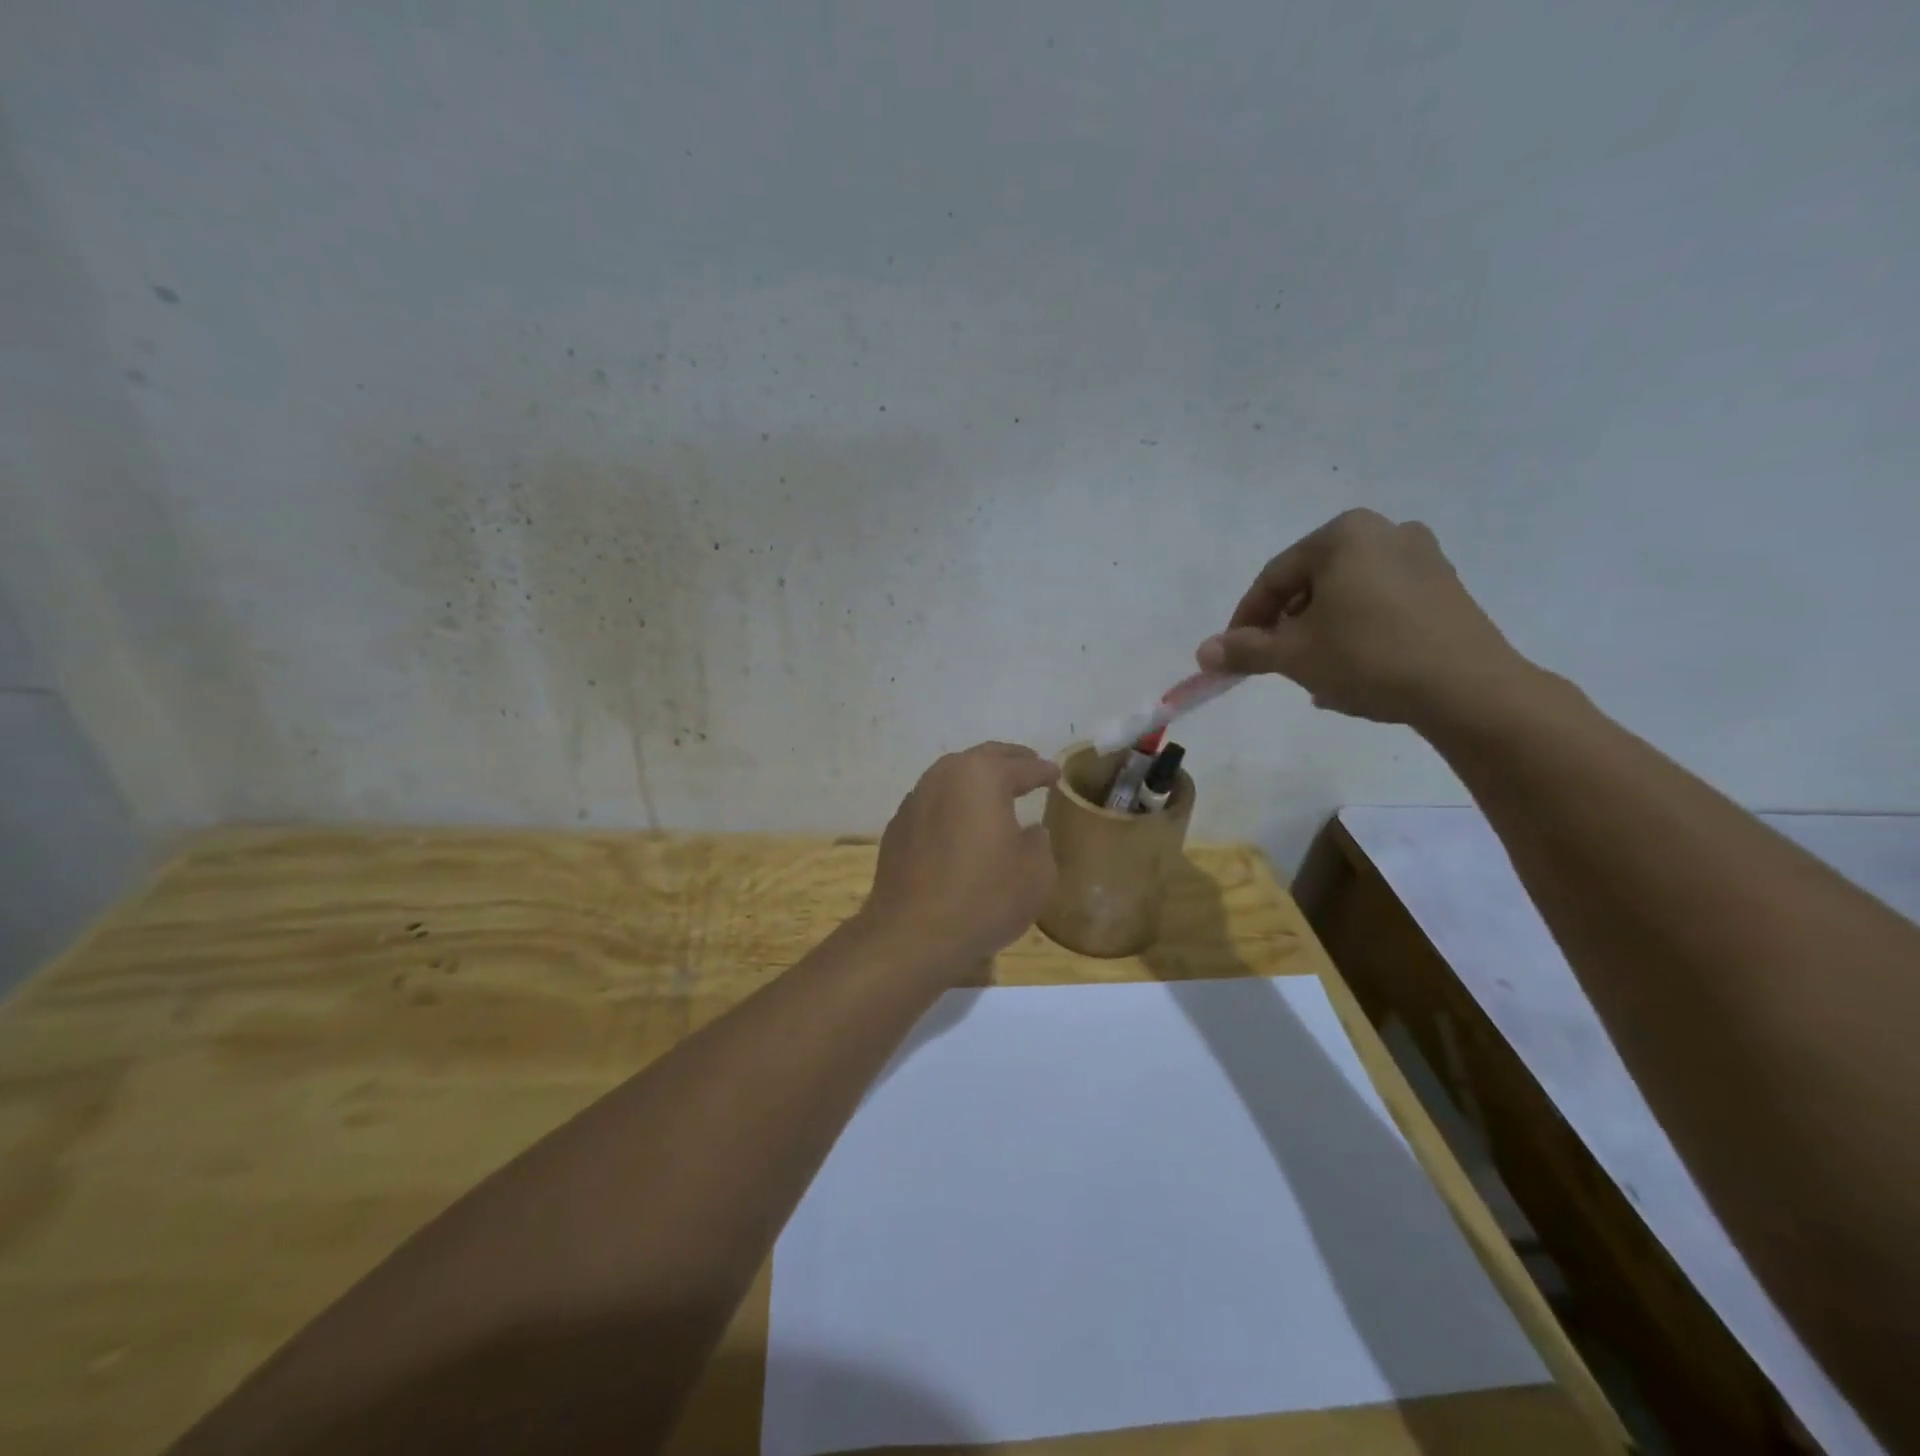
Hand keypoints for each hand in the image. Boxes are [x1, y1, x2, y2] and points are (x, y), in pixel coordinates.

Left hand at [861, 742, 1060, 973]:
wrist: (913, 934)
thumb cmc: (984, 897)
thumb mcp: (1036, 873)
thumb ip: (1039, 843)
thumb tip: (1030, 832)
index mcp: (982, 776)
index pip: (1022, 766)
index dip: (1043, 770)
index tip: (1056, 774)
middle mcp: (944, 777)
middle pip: (981, 759)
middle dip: (1008, 761)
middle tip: (1028, 766)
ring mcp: (915, 801)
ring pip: (951, 778)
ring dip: (975, 782)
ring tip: (995, 794)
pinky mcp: (897, 828)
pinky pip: (933, 805)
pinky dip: (952, 807)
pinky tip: (961, 826)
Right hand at [1195, 509, 1531, 725]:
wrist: (1467, 689)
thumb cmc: (1368, 658)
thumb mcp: (1294, 655)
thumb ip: (1245, 649)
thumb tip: (1204, 653)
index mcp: (1343, 535)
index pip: (1275, 577)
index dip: (1246, 619)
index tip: (1234, 653)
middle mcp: (1385, 532)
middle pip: (1312, 584)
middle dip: (1287, 626)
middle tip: (1274, 663)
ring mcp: (1423, 559)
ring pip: (1347, 597)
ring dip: (1321, 634)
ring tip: (1312, 674)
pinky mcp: (1446, 589)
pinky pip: (1381, 606)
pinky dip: (1357, 633)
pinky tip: (1352, 671)